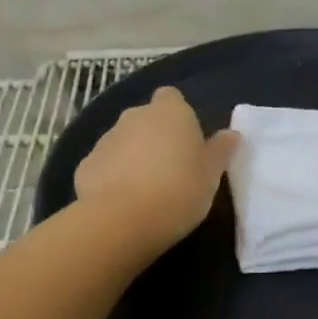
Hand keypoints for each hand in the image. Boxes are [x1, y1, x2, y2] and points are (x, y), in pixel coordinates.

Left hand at [75, 86, 238, 250]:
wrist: (122, 220)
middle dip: (155, 137)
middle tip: (171, 169)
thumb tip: (232, 134)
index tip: (187, 141)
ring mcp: (106, 139)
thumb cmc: (179, 190)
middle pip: (146, 119)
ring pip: (124, 142)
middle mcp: (134, 116)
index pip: (172, 98)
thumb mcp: (211, 174)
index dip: (179, 116)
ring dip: (134, 157)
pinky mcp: (85, 165)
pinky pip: (105, 166)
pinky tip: (123, 203)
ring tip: (147, 191)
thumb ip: (220, 150)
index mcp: (169, 112)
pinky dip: (112, 178)